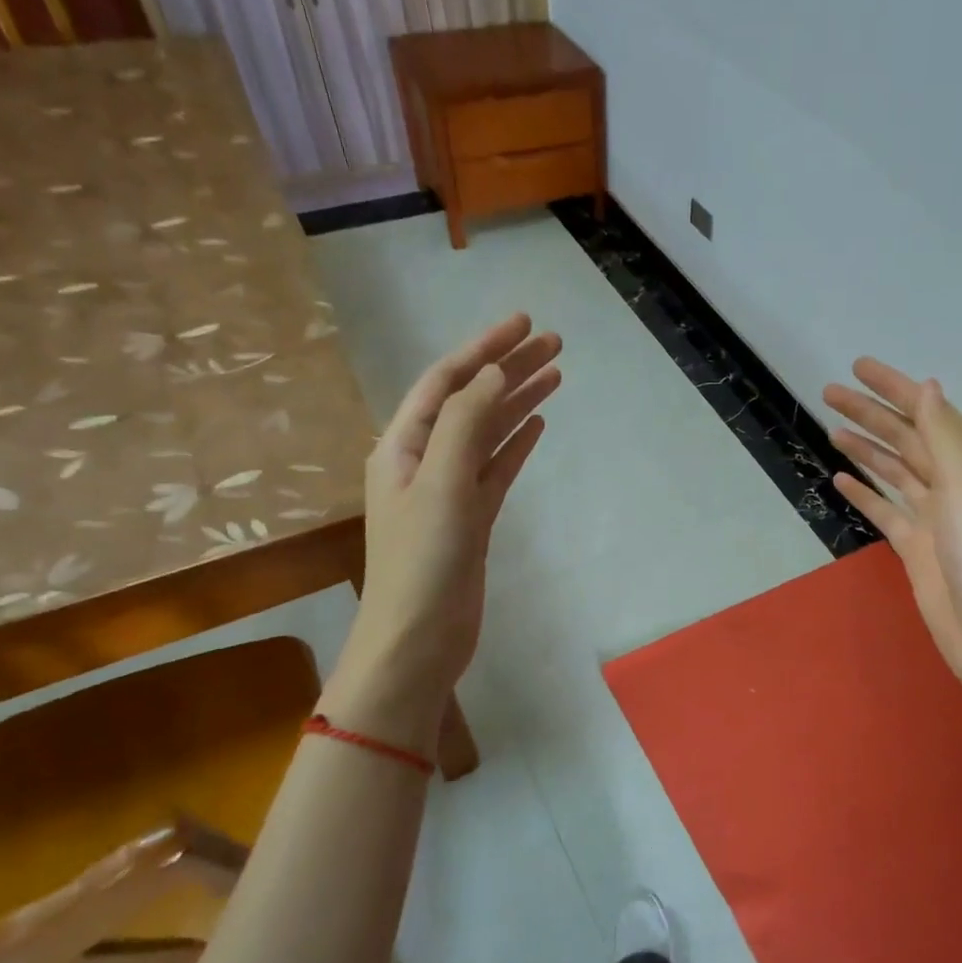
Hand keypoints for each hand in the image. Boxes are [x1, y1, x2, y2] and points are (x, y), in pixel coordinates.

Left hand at [321, 314, 561, 752]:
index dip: (484, 349)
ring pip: (490, 432)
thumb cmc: (422, 561)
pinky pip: (497, 467)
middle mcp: (425, 459)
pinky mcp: (472, 517)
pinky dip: (516, 443)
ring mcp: (451, 489)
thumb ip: (466, 424)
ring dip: (519, 401)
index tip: (524, 323)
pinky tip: (538, 425)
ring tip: (557, 374)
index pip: (447, 381)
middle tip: (555, 343)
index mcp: (404, 445)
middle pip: (473, 400)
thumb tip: (494, 373)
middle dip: (510, 368)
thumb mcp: (440, 484)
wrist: (419, 639)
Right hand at [824, 358, 961, 736]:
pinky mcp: (915, 548)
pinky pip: (885, 511)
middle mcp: (955, 485)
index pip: (929, 414)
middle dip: (871, 414)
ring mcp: (934, 518)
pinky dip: (864, 494)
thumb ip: (942, 437)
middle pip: (906, 439)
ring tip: (832, 428)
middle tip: (829, 393)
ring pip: (894, 472)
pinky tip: (841, 479)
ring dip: (865, 449)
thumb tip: (927, 386)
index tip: (858, 367)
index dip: (895, 388)